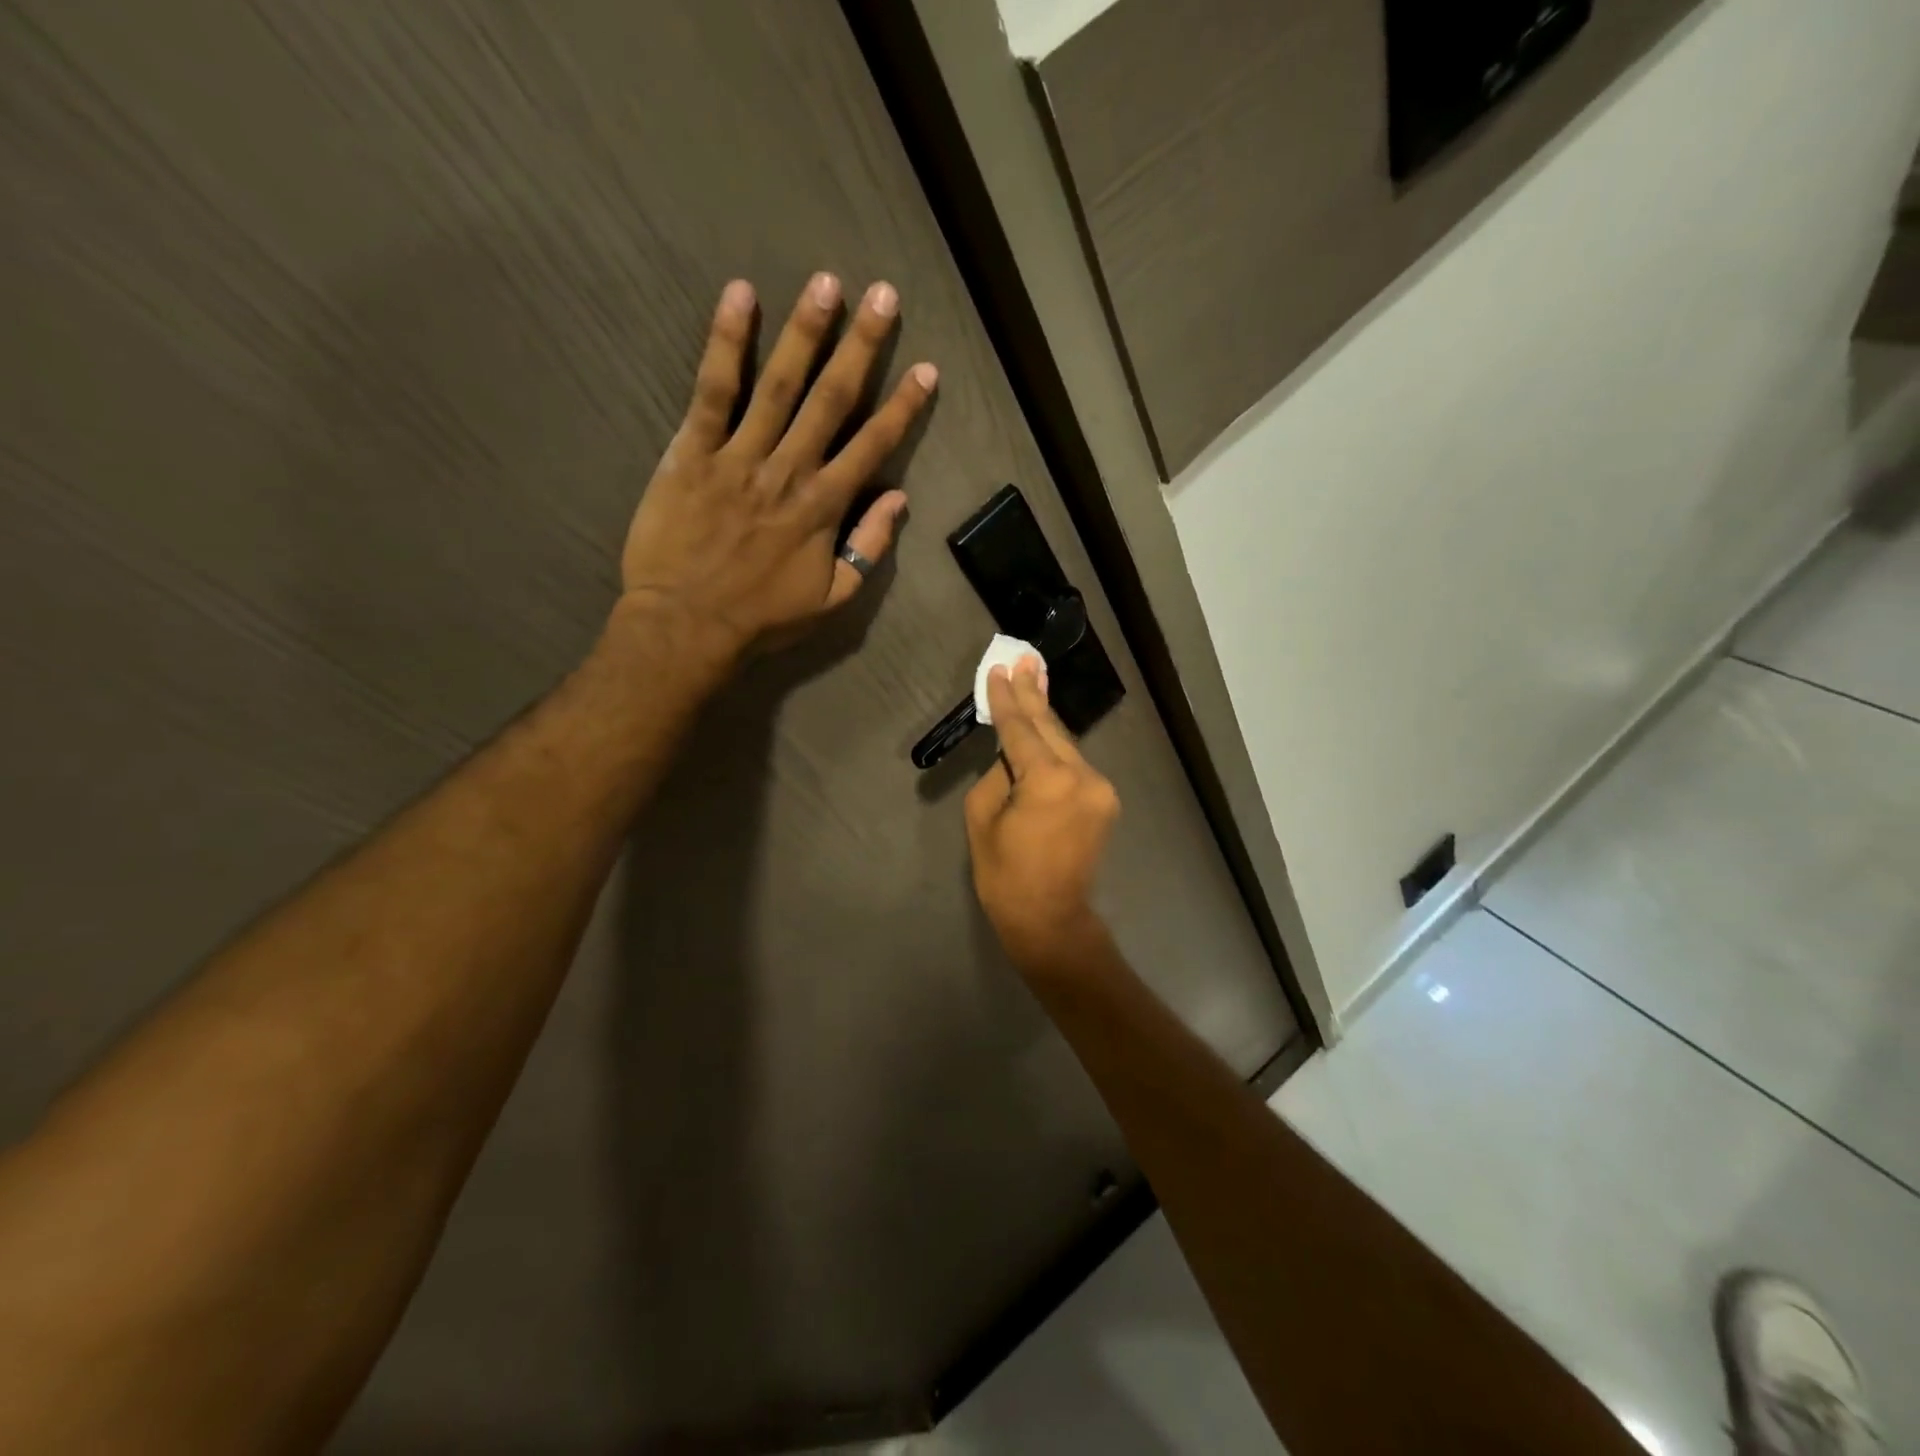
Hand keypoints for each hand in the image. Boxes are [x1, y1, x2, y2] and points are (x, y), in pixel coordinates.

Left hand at [620, 274, 936, 662]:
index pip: (873, 446)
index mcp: (824, 506)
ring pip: (778, 384)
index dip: (903, 406)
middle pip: (832, 399)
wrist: (687, 625)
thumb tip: (899, 500)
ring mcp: (739, 456)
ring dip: (804, 331)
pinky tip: (739, 297)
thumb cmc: (762, 618)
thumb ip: (868, 548)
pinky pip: (712, 391)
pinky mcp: (692, 452)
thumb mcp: (832, 599)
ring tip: (826, 283)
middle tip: (884, 295)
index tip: (926, 369)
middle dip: (862, 346)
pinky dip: (726, 343)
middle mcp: (789, 470)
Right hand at [964, 657, 1120, 973]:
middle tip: (1024, 659)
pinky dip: (1055, 748)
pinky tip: (1043, 729)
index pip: (1020, 729)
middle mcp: (1082, 776)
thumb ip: (998, 774)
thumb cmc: (1005, 875)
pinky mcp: (1105, 800)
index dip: (1007, 699)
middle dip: (1034, 694)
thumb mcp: (983, 819)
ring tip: (1033, 680)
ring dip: (1045, 719)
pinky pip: (1073, 765)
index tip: (999, 669)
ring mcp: (1099, 788)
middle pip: (1050, 727)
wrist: (1051, 919)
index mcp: (1047, 780)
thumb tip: (1012, 756)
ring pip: (1065, 744)